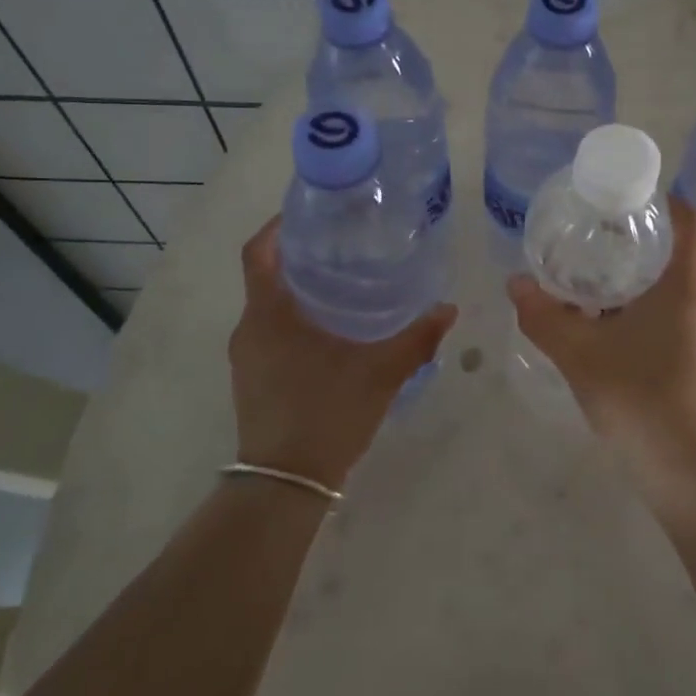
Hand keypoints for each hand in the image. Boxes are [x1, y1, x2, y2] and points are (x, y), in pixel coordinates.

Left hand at [228, 217, 456, 489]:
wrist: (285, 484)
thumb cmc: (326, 415)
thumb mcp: (380, 373)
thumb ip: (416, 339)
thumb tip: (448, 309)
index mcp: (268, 315)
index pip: (258, 253)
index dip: (276, 226)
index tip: (309, 212)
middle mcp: (249, 329)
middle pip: (266, 275)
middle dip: (299, 255)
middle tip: (343, 243)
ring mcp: (246, 356)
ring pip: (269, 306)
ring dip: (298, 289)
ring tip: (344, 281)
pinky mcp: (253, 378)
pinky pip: (270, 331)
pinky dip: (295, 318)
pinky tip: (333, 329)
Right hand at [506, 197, 695, 471]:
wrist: (689, 474)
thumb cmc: (638, 399)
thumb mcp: (579, 355)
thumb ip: (544, 316)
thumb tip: (515, 283)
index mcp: (687, 287)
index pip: (687, 220)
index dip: (660, 201)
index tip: (624, 201)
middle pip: (679, 255)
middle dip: (638, 247)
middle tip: (594, 247)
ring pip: (680, 292)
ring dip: (642, 286)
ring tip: (597, 293)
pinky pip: (684, 320)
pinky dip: (653, 315)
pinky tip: (618, 338)